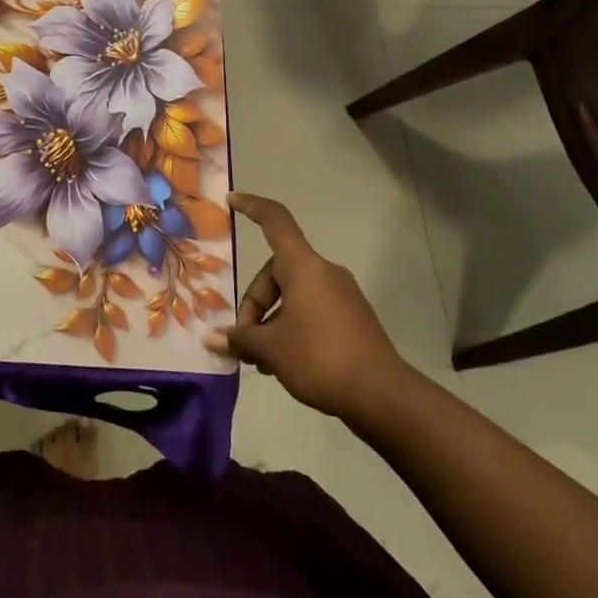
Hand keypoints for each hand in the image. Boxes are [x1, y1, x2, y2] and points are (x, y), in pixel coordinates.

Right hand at [206, 193, 413, 420]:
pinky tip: (284, 363)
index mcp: (303, 267)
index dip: (252, 206)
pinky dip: (292, 327)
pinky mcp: (353, 319)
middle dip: (255, 303)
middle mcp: (324, 272)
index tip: (232, 200)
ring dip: (272, 320)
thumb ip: (241, 338)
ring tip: (261, 359)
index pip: (275, 221)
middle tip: (244, 339)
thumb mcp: (272, 350)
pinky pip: (312, 310)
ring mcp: (342, 296)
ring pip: (294, 295)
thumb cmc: (321, 359)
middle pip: (277, 271)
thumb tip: (213, 339)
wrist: (385, 397)